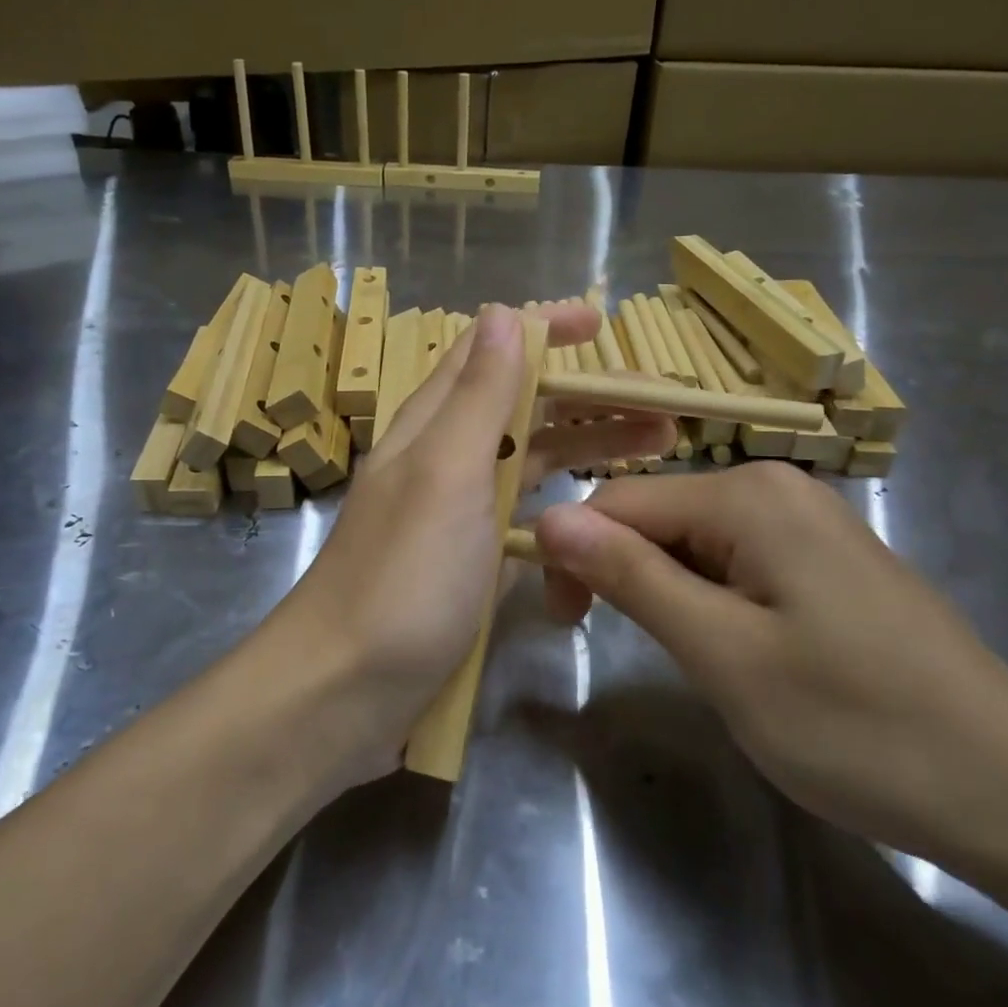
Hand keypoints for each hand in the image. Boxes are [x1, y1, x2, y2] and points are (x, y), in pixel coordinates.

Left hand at [276, 303, 675, 780]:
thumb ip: (477, 397)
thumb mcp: (446, 475)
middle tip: (662, 407)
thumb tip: (504, 313)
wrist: (345, 692)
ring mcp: (459, 517)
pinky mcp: (471, 566)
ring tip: (657, 450)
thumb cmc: (402, 578)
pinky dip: (565, 511)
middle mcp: (446, 461)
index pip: (489, 352)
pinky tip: (604, 520)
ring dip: (588, 449)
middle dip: (588, 398)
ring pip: (530, 463)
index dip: (542, 330)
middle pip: (523, 408)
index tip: (602, 324)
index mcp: (434, 426)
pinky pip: (527, 522)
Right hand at [535, 464, 1007, 870]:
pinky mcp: (827, 558)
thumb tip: (547, 518)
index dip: (574, 557)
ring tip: (694, 657)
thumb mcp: (723, 654)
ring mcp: (808, 520)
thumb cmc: (858, 726)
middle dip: (622, 572)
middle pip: (657, 515)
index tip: (564, 627)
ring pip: (694, 540)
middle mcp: (776, 487)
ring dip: (667, 590)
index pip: (618, 503)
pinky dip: (710, 597)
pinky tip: (737, 647)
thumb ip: (630, 577)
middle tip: (627, 648)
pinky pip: (737, 559)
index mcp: (748, 495)